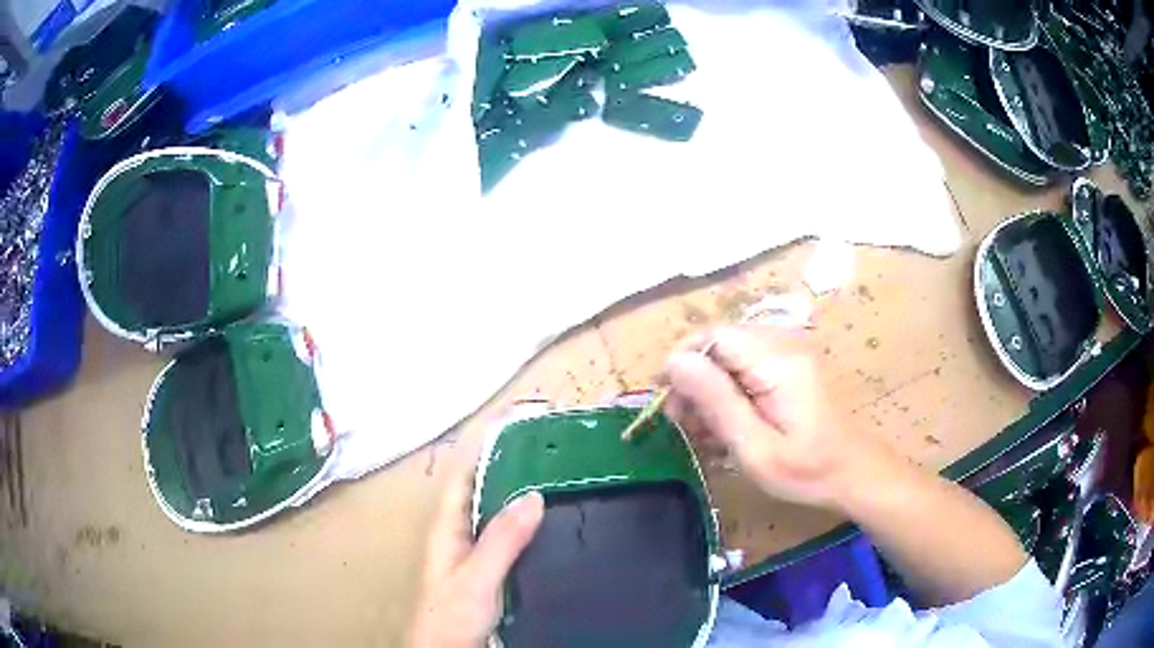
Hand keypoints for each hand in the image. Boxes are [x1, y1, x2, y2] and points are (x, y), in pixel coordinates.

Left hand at [407, 463, 543, 647]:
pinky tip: (551, 525)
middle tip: (548, 448)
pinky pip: (509, 538)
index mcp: (447, 526)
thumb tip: (533, 494)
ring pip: (497, 514)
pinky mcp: (489, 572)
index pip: (464, 475)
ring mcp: (474, 554)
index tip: (516, 424)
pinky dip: (527, 524)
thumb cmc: (452, 613)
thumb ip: (501, 539)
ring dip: (519, 494)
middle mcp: (459, 534)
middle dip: (509, 466)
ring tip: (557, 476)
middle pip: (482, 490)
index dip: (484, 447)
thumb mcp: (477, 576)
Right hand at [664, 326, 897, 510]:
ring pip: (730, 363)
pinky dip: (729, 399)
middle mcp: (782, 349)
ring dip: (709, 394)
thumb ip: (716, 401)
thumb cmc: (808, 471)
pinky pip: (747, 375)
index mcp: (775, 363)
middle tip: (683, 425)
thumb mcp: (756, 447)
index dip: (683, 359)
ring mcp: (788, 361)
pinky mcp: (789, 375)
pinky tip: (725, 431)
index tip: (666, 398)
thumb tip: (674, 362)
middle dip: (694, 382)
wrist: (856, 475)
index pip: (715, 336)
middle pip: (720, 348)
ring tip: (703, 435)